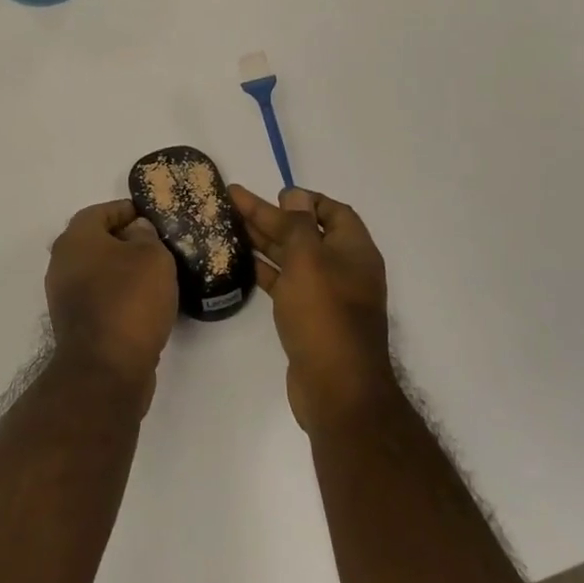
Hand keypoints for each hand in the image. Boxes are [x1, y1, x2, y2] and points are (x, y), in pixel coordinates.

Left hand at [45, 199, 177, 406]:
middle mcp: (62, 263)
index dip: (128, 210)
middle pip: (96, 241)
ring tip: (157, 277)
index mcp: (75, 238)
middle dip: (126, 241)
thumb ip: (146, 236)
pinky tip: (144, 305)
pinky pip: (99, 298)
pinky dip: (119, 297)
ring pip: (98, 272)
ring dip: (123, 271)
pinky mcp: (74, 325)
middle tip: (158, 247)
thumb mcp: (152, 257)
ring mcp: (64, 296)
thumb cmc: (129, 301)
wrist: (106, 369)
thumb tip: (136, 231)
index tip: (152, 218)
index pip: (101, 211)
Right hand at [230, 185, 397, 433]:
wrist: (336, 389)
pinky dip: (265, 269)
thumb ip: (298, 225)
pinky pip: (285, 283)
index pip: (333, 212)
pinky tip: (241, 261)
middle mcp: (343, 269)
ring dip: (264, 240)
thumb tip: (295, 196)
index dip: (305, 199)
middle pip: (305, 232)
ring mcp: (326, 295)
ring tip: (229, 224)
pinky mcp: (308, 317)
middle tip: (233, 200)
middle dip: (271, 215)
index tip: (274, 193)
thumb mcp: (309, 260)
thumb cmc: (324, 315)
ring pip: (292, 257)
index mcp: (354, 251)